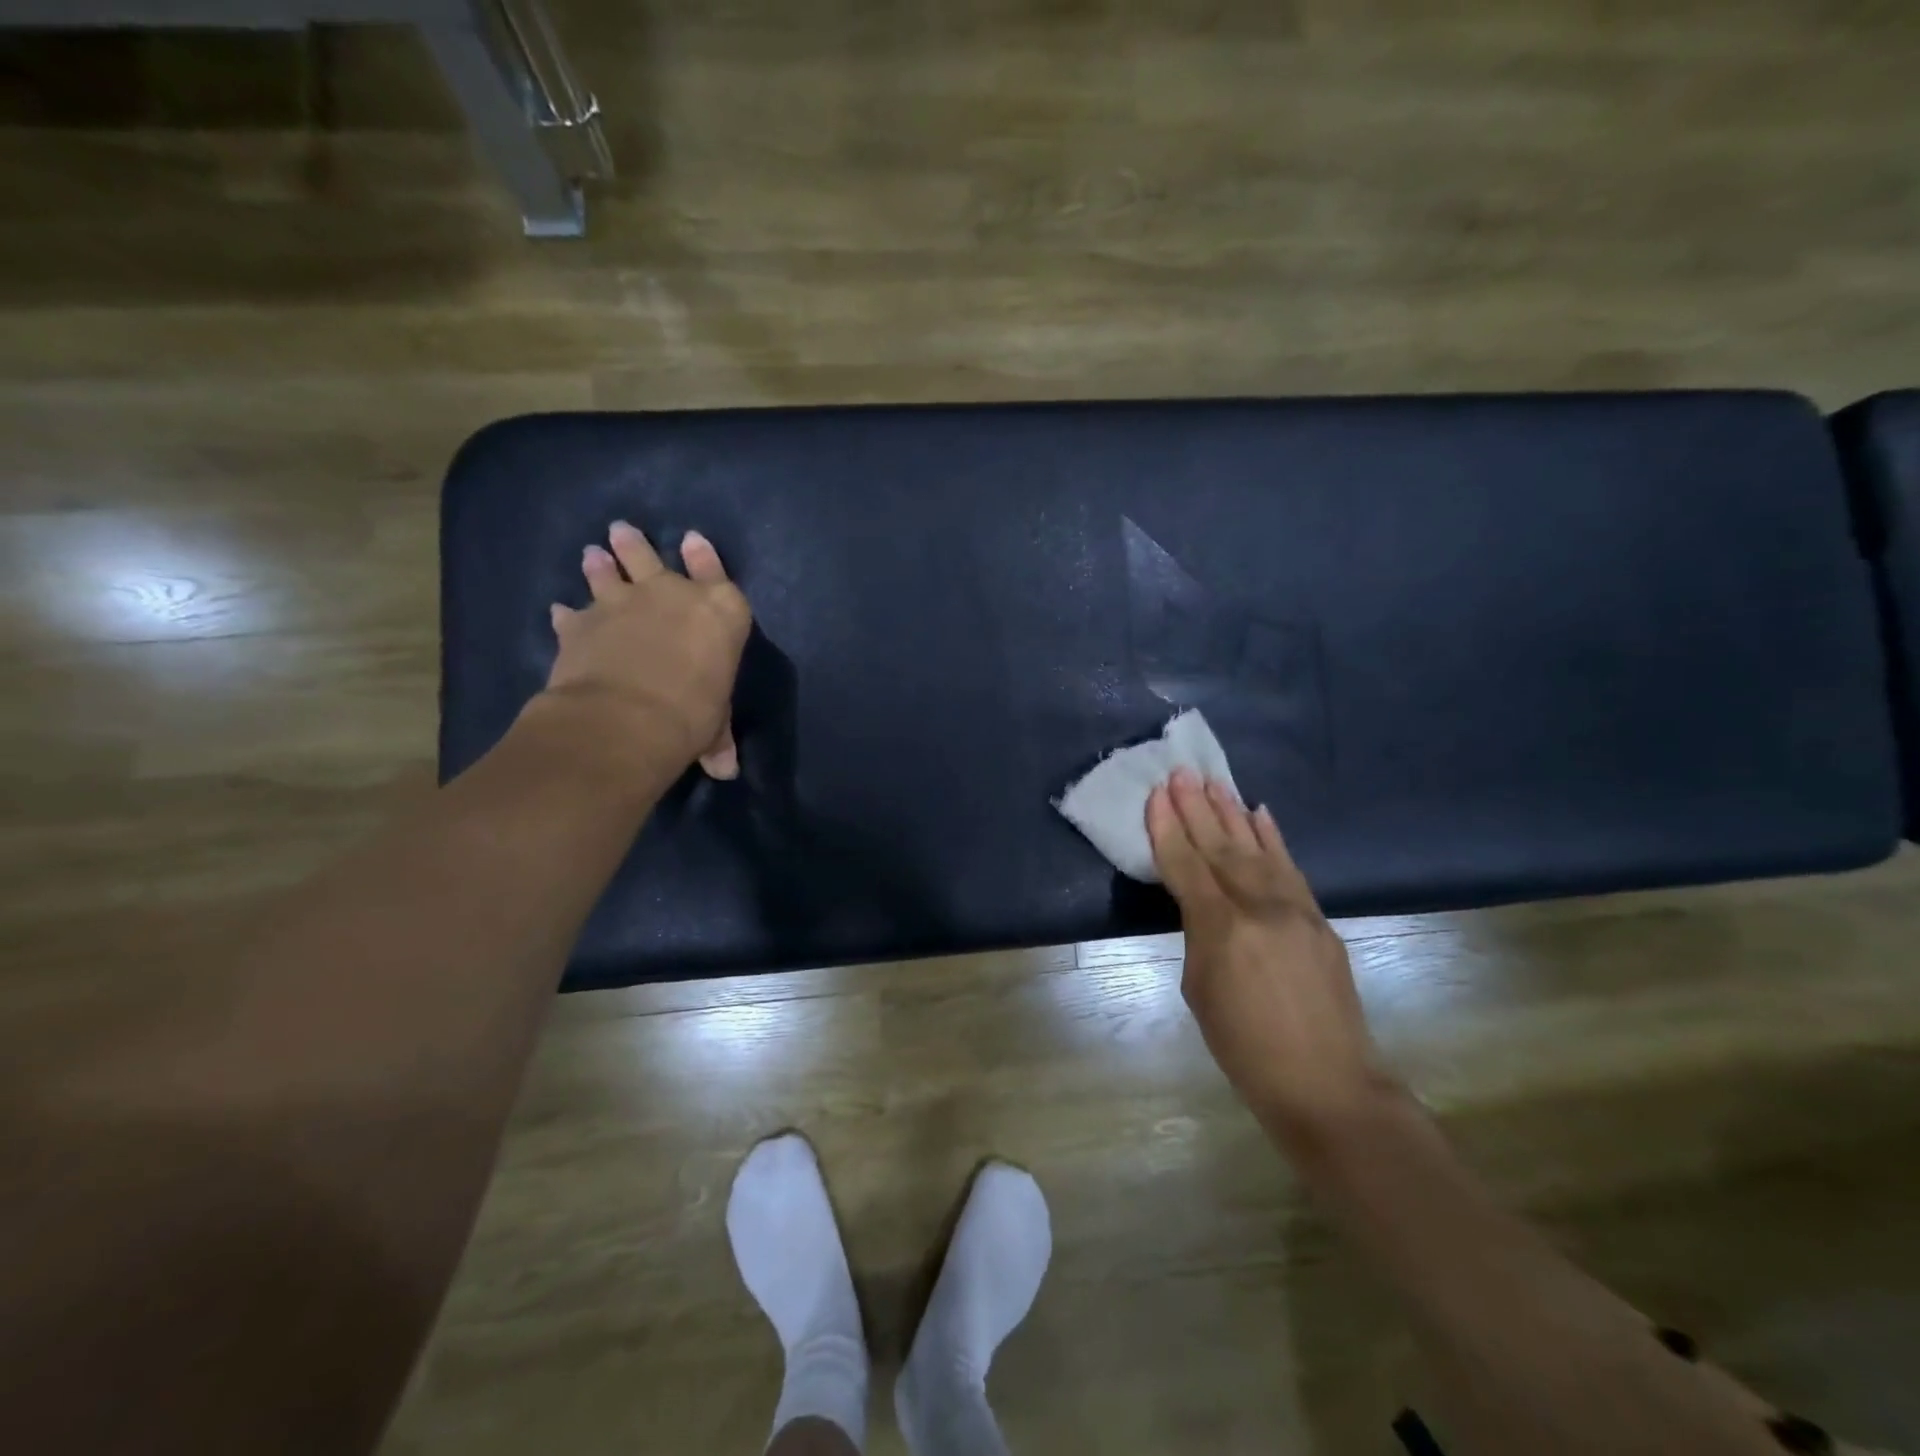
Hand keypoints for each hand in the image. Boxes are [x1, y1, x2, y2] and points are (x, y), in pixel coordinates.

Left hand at [541, 521, 751, 779]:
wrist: (627, 719)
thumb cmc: (691, 715)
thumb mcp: (713, 726)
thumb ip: (717, 738)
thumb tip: (726, 770)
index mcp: (720, 613)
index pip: (716, 572)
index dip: (705, 557)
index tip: (693, 540)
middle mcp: (672, 596)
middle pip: (651, 558)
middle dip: (636, 545)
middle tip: (621, 531)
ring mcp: (622, 603)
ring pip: (607, 572)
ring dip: (599, 565)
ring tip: (592, 555)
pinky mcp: (581, 622)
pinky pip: (572, 613)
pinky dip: (567, 615)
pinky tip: (559, 613)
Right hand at [1147, 770, 1391, 1148]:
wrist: (1326, 1083)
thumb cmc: (1244, 1048)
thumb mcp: (1200, 990)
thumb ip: (1199, 935)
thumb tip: (1204, 904)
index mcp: (1221, 929)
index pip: (1186, 865)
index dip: (1167, 829)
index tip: (1156, 794)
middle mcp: (1259, 907)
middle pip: (1220, 846)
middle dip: (1197, 808)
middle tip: (1180, 772)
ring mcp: (1295, 909)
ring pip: (1257, 848)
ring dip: (1232, 813)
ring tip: (1213, 782)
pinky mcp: (1319, 918)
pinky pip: (1290, 867)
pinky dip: (1272, 838)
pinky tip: (1259, 814)